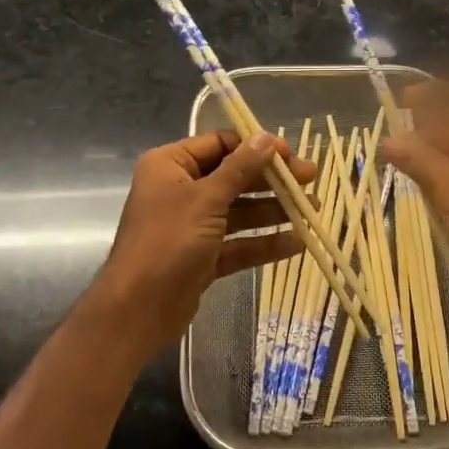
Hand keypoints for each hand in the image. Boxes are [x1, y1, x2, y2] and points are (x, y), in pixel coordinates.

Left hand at [91, 130, 315, 353]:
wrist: (137, 310)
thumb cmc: (168, 242)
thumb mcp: (206, 199)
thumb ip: (240, 168)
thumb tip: (266, 138)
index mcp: (171, 165)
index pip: (219, 145)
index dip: (255, 147)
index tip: (290, 154)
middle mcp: (180, 190)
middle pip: (233, 177)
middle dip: (271, 180)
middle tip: (310, 180)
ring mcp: (192, 225)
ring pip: (239, 211)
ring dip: (273, 211)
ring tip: (312, 210)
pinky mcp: (202, 256)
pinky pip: (237, 243)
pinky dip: (263, 243)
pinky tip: (297, 243)